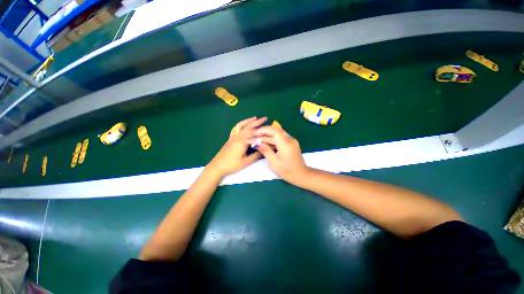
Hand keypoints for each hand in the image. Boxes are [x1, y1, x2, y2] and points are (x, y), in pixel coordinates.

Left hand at [206, 117, 266, 177]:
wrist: (217, 166)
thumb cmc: (232, 165)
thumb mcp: (246, 162)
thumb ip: (256, 155)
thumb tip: (264, 149)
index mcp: (242, 142)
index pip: (253, 133)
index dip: (261, 129)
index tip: (268, 126)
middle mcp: (237, 137)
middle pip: (248, 127)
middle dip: (257, 121)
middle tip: (264, 118)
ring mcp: (233, 137)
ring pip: (240, 125)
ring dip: (248, 120)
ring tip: (254, 118)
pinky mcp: (230, 139)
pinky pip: (235, 128)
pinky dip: (240, 124)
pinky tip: (243, 124)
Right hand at [250, 126, 309, 183]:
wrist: (302, 175)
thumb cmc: (287, 171)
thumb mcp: (274, 163)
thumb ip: (265, 150)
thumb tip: (256, 142)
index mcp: (285, 144)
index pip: (274, 130)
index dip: (263, 130)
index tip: (254, 133)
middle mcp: (290, 139)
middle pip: (276, 130)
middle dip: (264, 131)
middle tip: (254, 135)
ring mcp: (291, 140)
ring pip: (278, 133)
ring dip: (268, 135)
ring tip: (257, 138)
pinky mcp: (291, 143)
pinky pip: (281, 137)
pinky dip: (272, 138)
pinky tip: (265, 142)